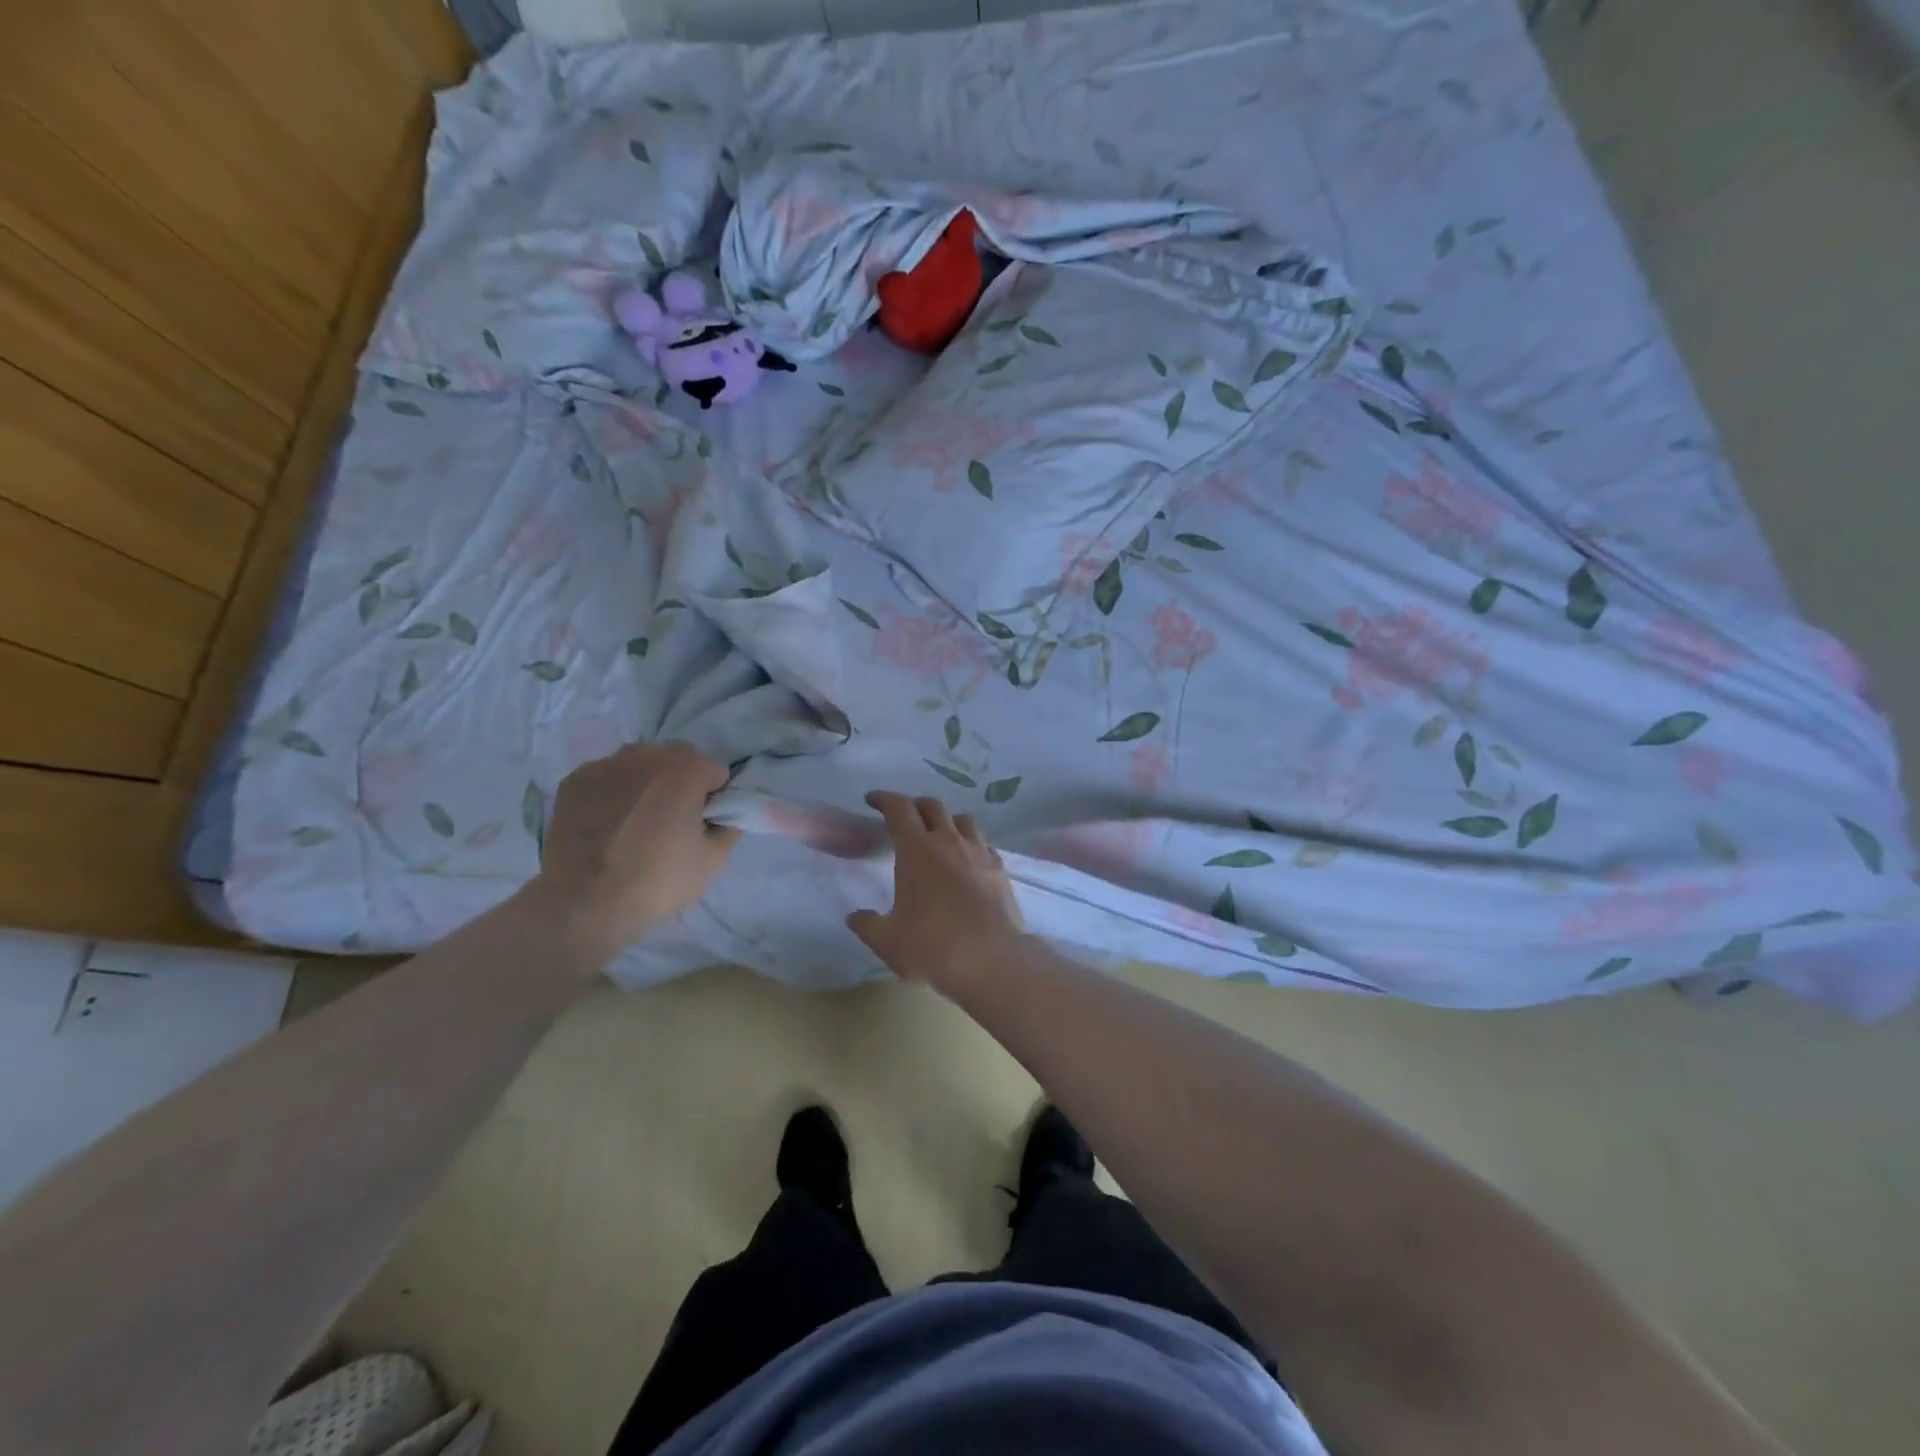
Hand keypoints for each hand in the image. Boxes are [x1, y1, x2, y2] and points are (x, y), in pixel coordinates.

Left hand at [530, 741, 740, 961]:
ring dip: (648, 779)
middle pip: (679, 757)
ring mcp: (606, 765)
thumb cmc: (657, 881)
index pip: (716, 770)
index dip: (715, 796)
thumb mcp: (713, 861)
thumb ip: (730, 826)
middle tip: (673, 818)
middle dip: (683, 779)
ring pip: (641, 760)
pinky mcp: (575, 780)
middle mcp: (646, 756)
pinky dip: (614, 789)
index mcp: (686, 771)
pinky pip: (608, 774)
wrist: (583, 903)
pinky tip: (608, 821)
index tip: (703, 821)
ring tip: (637, 817)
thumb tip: (728, 813)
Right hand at [848, 791, 1025, 994]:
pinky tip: (967, 861)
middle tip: (903, 818)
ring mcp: (979, 852)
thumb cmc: (932, 946)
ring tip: (938, 835)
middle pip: (931, 806)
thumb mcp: (887, 941)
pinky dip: (970, 843)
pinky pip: (983, 844)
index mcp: (917, 849)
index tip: (873, 800)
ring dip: (946, 820)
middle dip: (914, 806)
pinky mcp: (1000, 869)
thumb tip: (855, 917)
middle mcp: (949, 841)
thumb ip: (867, 925)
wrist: (991, 960)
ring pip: (962, 820)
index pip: (899, 808)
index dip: (884, 799)